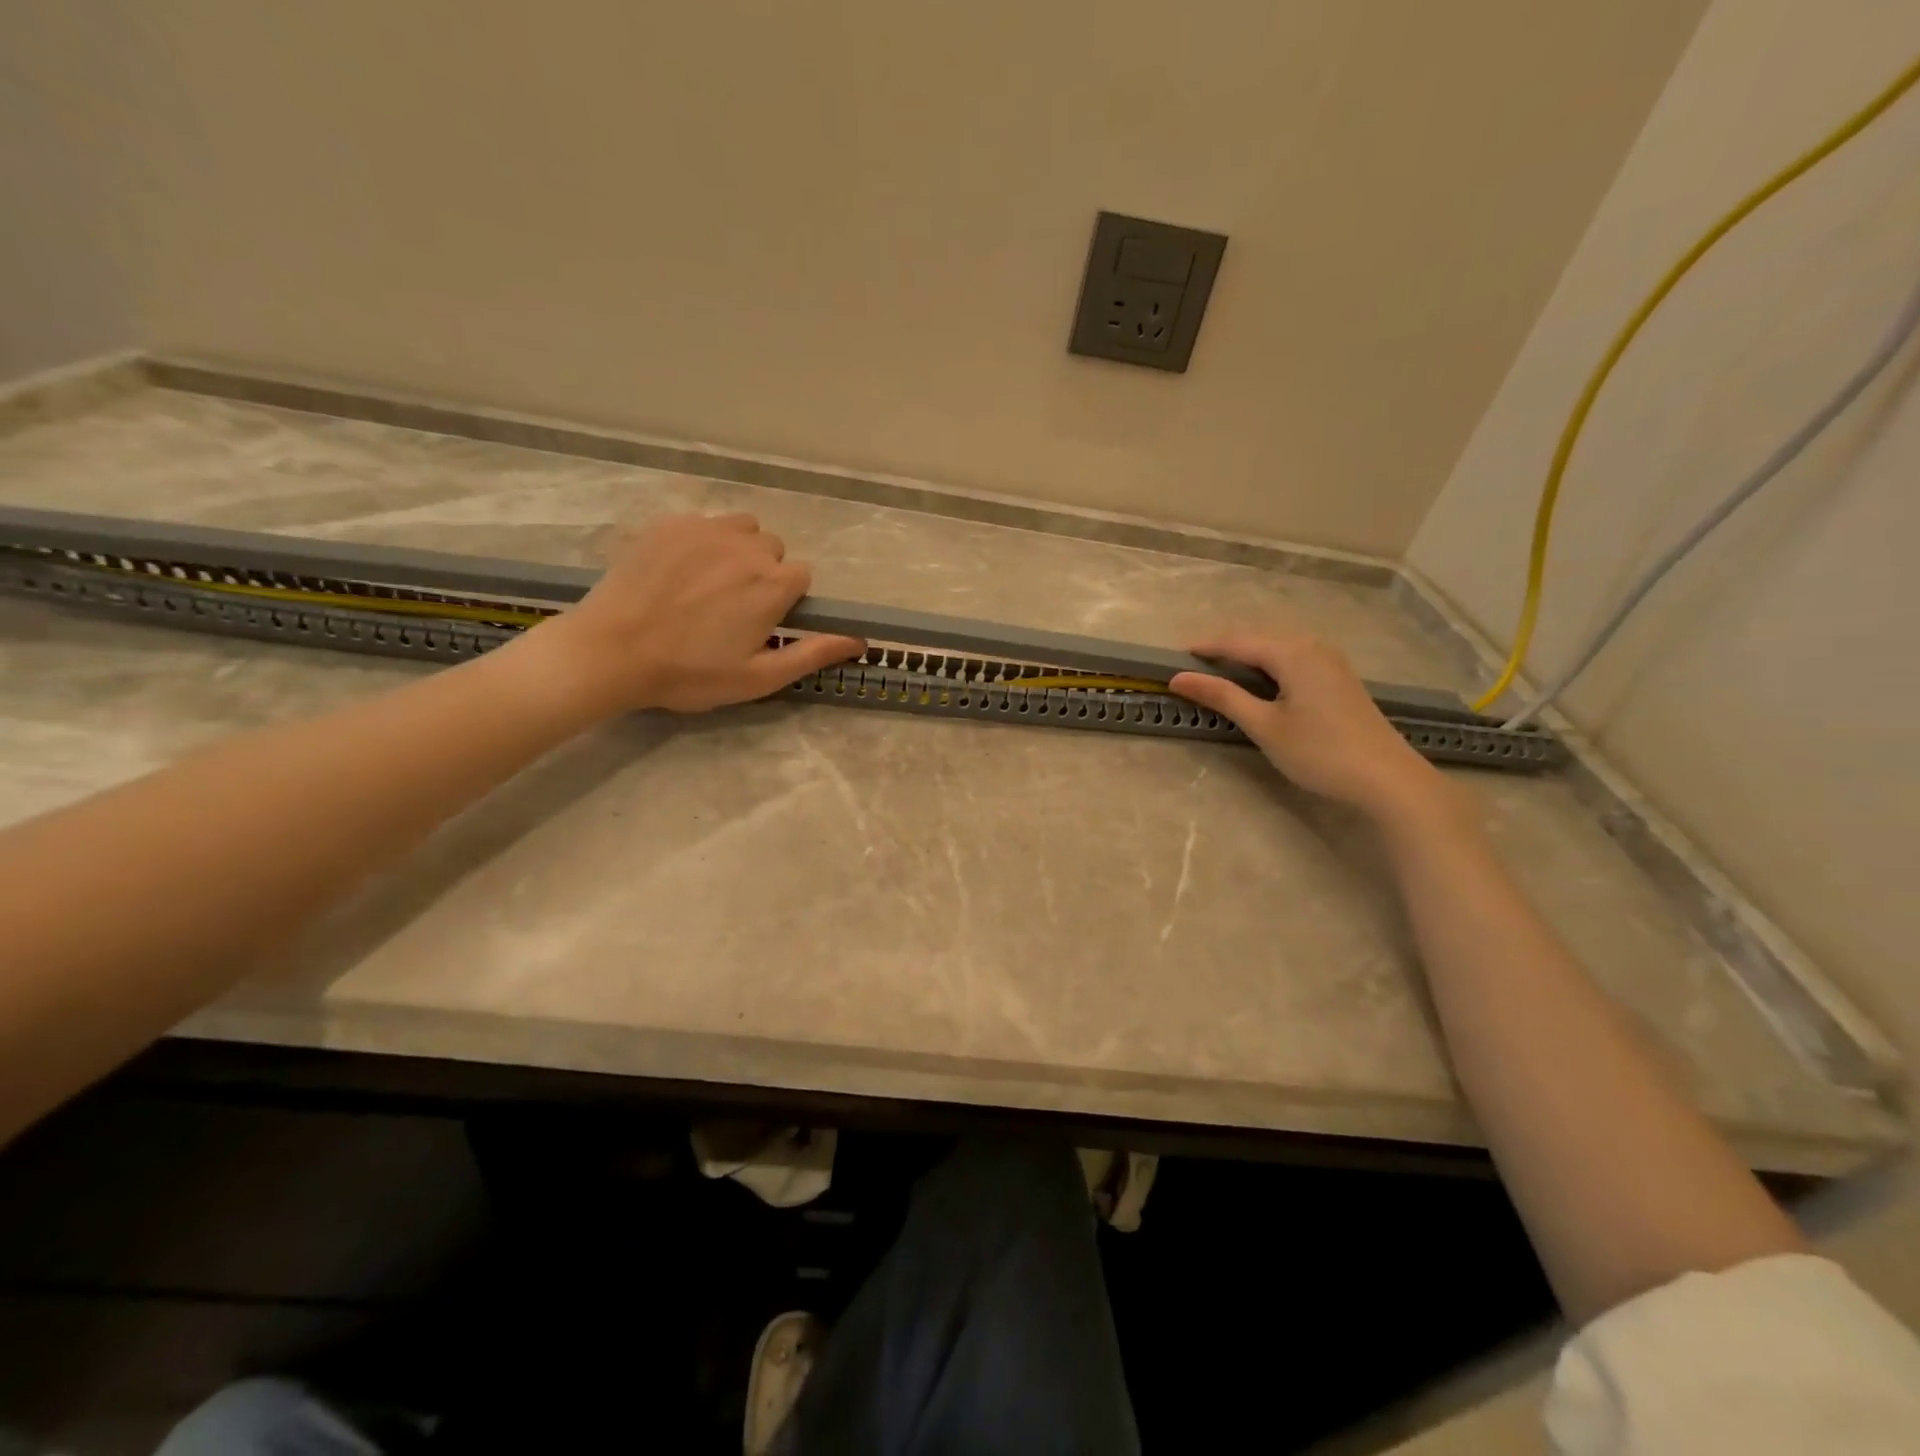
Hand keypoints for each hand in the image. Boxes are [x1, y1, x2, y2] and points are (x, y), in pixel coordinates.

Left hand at [526, 513, 863, 717]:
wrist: (611, 652)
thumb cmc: (690, 673)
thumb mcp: (758, 677)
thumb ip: (812, 654)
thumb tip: (859, 639)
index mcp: (771, 584)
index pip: (802, 576)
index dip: (786, 600)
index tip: (763, 622)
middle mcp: (746, 547)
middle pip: (773, 549)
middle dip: (763, 572)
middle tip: (732, 607)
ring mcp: (704, 529)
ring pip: (741, 528)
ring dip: (737, 550)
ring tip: (710, 583)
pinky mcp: (668, 524)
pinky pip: (702, 522)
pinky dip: (702, 541)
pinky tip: (678, 571)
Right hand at [1169, 632, 1444, 818]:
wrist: (1387, 780)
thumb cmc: (1320, 752)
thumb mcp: (1264, 725)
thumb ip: (1222, 697)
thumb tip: (1179, 678)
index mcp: (1292, 652)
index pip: (1236, 641)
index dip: (1203, 648)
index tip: (1171, 659)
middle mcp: (1312, 646)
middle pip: (1257, 639)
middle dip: (1222, 650)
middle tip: (1189, 669)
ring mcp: (1329, 661)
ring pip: (1276, 649)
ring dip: (1244, 658)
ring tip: (1215, 676)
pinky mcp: (1337, 678)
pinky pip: (1292, 659)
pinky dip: (1266, 666)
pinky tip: (1256, 684)